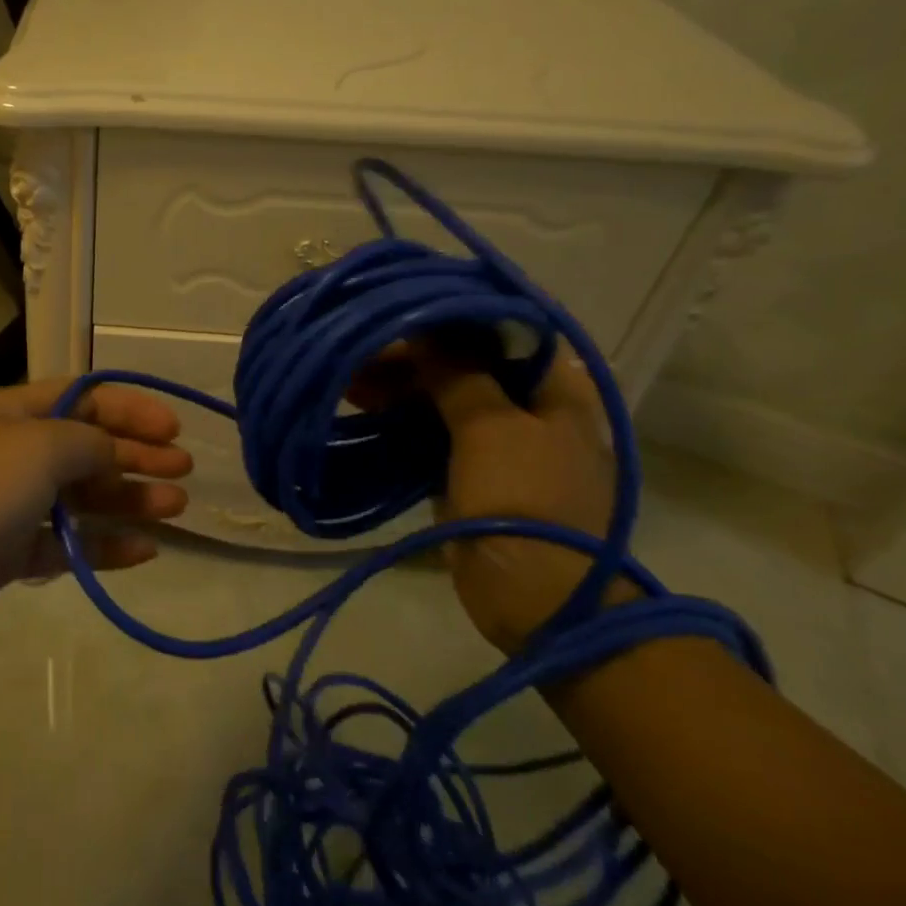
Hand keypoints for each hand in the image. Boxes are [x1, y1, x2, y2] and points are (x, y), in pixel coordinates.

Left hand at [0, 378, 191, 652]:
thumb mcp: (39, 446)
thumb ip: (88, 442)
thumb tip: (112, 450)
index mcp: (13, 412)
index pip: (82, 397)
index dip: (130, 408)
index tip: (173, 428)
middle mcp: (12, 452)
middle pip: (86, 447)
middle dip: (136, 455)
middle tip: (183, 472)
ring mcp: (9, 504)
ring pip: (81, 497)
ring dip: (128, 500)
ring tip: (175, 509)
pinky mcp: (7, 552)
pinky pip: (66, 544)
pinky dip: (102, 546)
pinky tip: (143, 551)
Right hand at [351, 339, 623, 654]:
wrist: (536, 597)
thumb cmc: (524, 500)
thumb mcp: (492, 427)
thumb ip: (458, 371)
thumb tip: (421, 328)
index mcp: (557, 388)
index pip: (503, 330)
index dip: (451, 316)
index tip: (402, 308)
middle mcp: (532, 406)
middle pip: (467, 363)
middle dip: (414, 355)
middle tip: (360, 347)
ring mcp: (500, 441)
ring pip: (442, 396)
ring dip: (399, 385)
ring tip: (347, 374)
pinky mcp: (470, 470)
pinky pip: (430, 430)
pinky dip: (399, 417)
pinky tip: (360, 403)